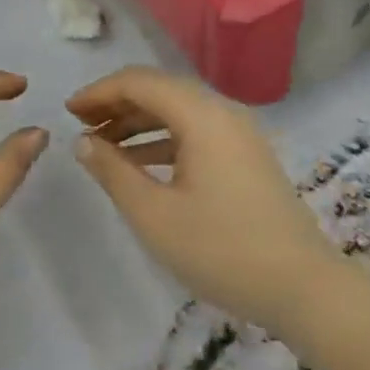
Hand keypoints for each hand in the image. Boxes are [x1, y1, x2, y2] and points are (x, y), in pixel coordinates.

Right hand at [67, 66, 350, 331]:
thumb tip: (83, 141)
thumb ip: (113, 171)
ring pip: (179, 112)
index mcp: (202, 115)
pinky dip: (163, 140)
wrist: (302, 288)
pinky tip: (140, 164)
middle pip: (161, 90)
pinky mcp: (247, 157)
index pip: (140, 82)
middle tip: (80, 127)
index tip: (67, 112)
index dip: (99, 91)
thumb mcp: (154, 214)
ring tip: (102, 146)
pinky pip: (196, 133)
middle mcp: (223, 112)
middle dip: (117, 104)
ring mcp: (240, 134)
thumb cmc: (221, 250)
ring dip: (138, 122)